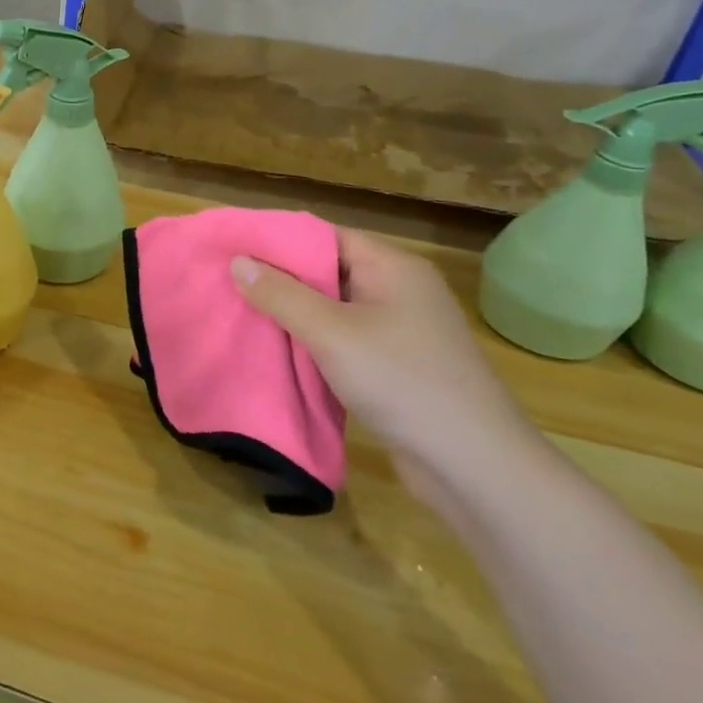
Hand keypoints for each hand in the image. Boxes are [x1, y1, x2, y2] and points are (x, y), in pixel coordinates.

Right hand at [231, 228, 541, 509]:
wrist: (474, 465)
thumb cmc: (401, 381)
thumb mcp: (332, 333)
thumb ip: (282, 295)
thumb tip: (238, 261)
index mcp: (393, 267)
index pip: (326, 237)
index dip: (279, 241)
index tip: (234, 249)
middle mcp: (399, 290)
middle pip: (328, 271)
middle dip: (280, 279)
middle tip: (229, 284)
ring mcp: (401, 330)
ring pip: (334, 309)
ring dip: (294, 314)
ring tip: (242, 315)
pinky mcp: (397, 366)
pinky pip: (344, 341)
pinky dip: (313, 343)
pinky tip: (279, 351)